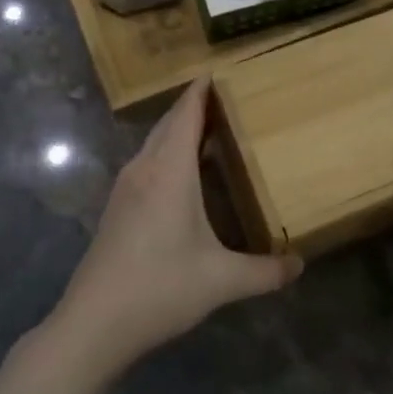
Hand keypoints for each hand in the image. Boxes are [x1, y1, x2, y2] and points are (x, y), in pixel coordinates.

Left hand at [49, 78, 301, 379]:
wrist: (92, 324)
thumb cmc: (159, 288)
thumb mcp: (220, 281)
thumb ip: (264, 271)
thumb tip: (300, 264)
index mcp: (169, 171)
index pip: (186, 114)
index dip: (201, 90)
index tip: (220, 69)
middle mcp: (145, 169)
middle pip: (169, 123)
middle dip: (194, 106)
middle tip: (228, 97)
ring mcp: (126, 188)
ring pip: (155, 143)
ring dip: (178, 129)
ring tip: (211, 128)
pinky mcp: (117, 207)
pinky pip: (147, 162)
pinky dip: (167, 152)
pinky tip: (183, 174)